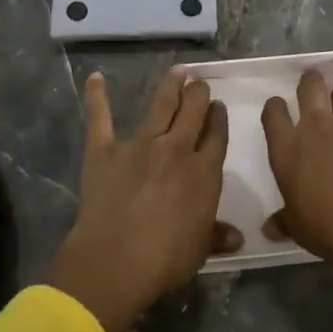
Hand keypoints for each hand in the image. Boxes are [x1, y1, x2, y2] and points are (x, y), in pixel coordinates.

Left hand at [45, 69, 233, 331]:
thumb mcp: (200, 249)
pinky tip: (96, 79)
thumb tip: (236, 237)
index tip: (218, 107)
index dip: (218, 118)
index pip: (216, 135)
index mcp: (203, 172)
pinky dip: (97, 97)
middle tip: (201, 83)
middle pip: (193, 111)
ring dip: (171, 86)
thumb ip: (216, 235)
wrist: (116, 261)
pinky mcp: (105, 150)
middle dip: (199, 93)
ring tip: (178, 71)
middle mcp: (176, 149)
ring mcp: (140, 145)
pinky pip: (101, 119)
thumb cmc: (165, 260)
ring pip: (161, 105)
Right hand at [259, 43, 332, 274]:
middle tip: (312, 83)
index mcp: (287, 148)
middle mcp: (317, 126)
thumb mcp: (297, 227)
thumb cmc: (327, 228)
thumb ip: (283, 221)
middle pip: (309, 88)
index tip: (278, 108)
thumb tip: (268, 228)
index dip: (275, 108)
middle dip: (310, 82)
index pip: (274, 113)